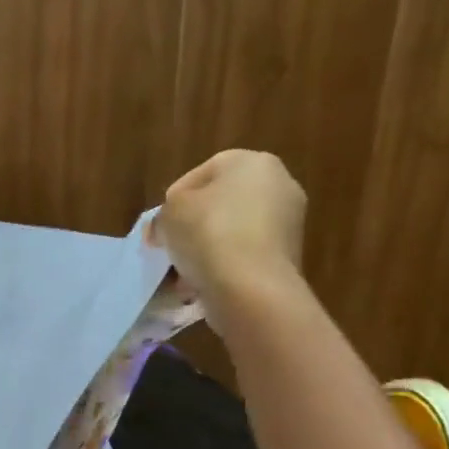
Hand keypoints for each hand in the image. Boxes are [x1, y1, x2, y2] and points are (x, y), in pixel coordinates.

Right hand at [147, 150, 306, 329]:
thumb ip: (162, 215)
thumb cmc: (208, 234)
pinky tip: (204, 286)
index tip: (160, 228)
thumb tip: (163, 229)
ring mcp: (288, 222)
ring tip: (183, 276)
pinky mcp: (288, 256)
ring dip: (205, 251)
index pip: (199, 175)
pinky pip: (245, 256)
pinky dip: (224, 268)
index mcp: (251, 162)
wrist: (251, 286)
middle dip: (191, 228)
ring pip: (231, 233)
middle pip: (219, 205)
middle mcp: (279, 184)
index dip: (172, 202)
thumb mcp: (168, 215)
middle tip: (170, 250)